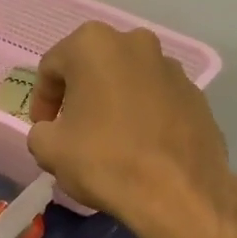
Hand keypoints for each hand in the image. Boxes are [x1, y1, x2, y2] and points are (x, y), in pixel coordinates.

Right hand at [27, 22, 230, 231]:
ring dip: (112, 103)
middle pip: (92, 68)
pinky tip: (139, 148)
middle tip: (71, 130)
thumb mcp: (49, 150)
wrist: (179, 194)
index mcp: (93, 45)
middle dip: (78, 95)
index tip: (44, 128)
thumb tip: (53, 131)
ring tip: (108, 140)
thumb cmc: (105, 161)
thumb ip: (40, 131)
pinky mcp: (196, 95)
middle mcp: (135, 43)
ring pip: (127, 81)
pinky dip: (142, 116)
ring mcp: (171, 68)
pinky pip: (156, 100)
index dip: (42, 100)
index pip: (51, 67)